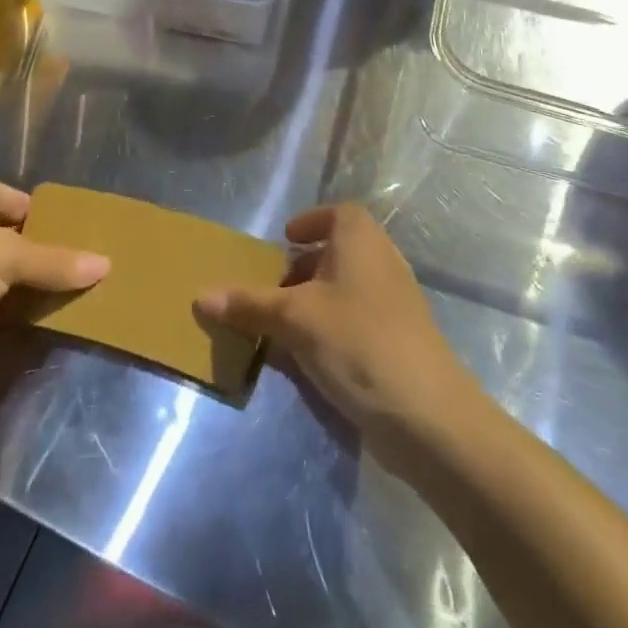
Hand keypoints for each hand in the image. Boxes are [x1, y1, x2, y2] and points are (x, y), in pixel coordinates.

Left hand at [0, 173, 108, 383]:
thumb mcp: (9, 260)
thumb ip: (57, 263)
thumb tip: (107, 265)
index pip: (25, 203)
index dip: (52, 226)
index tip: (81, 252)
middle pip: (10, 237)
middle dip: (38, 261)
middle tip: (77, 281)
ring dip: (18, 290)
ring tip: (58, 306)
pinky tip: (20, 327)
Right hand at [196, 205, 470, 461]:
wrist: (426, 414)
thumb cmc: (357, 342)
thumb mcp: (294, 319)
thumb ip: (249, 305)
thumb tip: (200, 296)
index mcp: (361, 240)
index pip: (338, 213)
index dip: (312, 221)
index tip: (286, 240)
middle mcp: (382, 261)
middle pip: (340, 251)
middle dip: (306, 266)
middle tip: (274, 288)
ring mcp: (396, 303)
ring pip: (349, 288)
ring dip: (317, 300)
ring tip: (283, 325)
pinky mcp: (400, 340)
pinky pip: (359, 319)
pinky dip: (333, 327)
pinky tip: (310, 358)